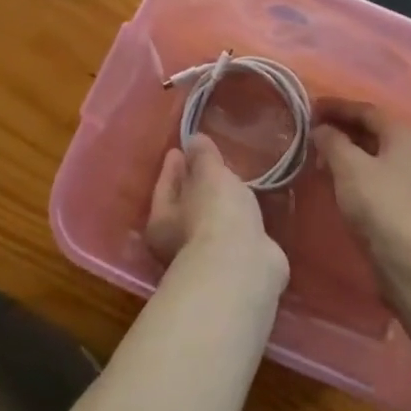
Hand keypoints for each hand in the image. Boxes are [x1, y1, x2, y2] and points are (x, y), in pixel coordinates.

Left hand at [146, 135, 286, 285]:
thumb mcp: (208, 175)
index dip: (172, 166)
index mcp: (161, 221)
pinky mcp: (236, 267)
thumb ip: (202, 156)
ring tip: (233, 185)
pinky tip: (249, 212)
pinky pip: (234, 235)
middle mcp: (177, 244)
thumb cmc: (215, 215)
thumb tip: (192, 139)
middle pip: (185, 206)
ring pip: (210, 223)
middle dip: (195, 187)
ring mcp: (208, 259)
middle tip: (207, 166)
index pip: (164, 185)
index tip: (178, 149)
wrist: (242, 270)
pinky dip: (239, 223)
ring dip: (219, 207)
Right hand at [311, 102, 410, 278]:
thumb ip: (332, 141)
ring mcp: (410, 176)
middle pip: (371, 129)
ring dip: (345, 150)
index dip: (336, 107)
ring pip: (371, 153)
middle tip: (311, 129)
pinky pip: (374, 172)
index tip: (310, 107)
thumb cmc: (379, 203)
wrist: (409, 260)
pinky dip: (353, 169)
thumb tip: (321, 129)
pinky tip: (334, 177)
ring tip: (317, 153)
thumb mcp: (349, 166)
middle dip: (340, 128)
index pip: (365, 110)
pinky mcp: (403, 200)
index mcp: (402, 133)